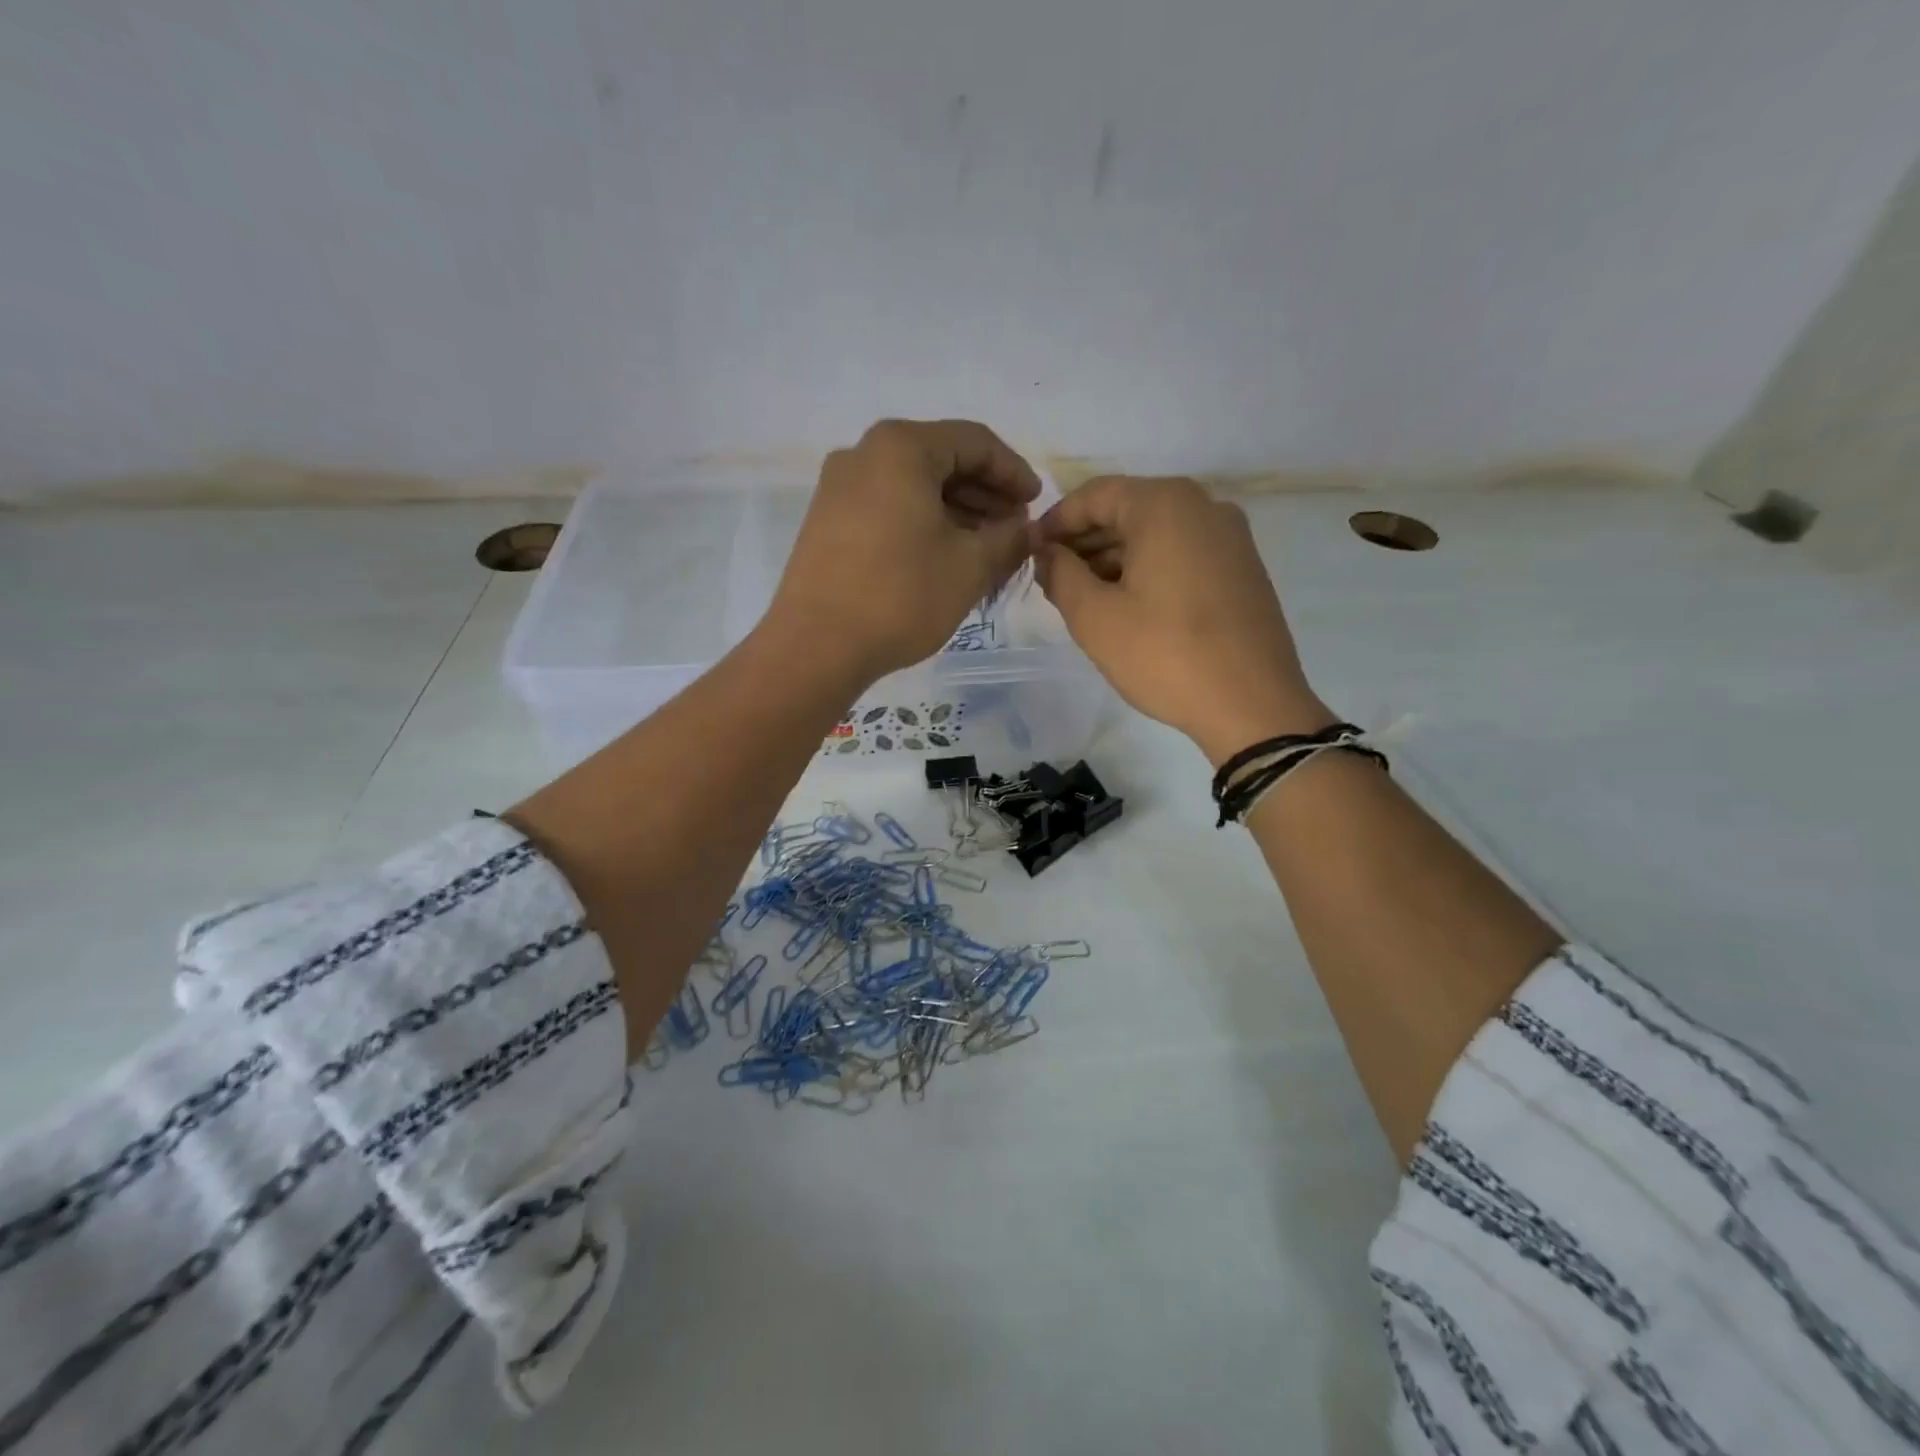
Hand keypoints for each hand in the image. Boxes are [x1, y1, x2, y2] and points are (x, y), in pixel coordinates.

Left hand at [767, 419, 1039, 683]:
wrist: (816, 647)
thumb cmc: (901, 596)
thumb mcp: (971, 566)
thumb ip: (1010, 538)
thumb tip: (1025, 528)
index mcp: (901, 447)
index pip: (975, 442)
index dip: (1014, 472)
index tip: (1037, 505)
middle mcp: (863, 454)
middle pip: (941, 460)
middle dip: (985, 494)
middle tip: (1014, 529)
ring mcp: (838, 488)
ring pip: (913, 486)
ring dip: (956, 511)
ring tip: (985, 548)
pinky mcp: (826, 521)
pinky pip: (888, 507)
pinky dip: (922, 523)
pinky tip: (943, 556)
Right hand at [1034, 476, 1332, 761]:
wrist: (1252, 705)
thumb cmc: (1165, 655)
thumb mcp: (1095, 617)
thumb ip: (1060, 574)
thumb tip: (1047, 553)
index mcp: (1165, 505)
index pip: (1095, 495)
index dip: (1056, 522)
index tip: (1030, 552)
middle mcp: (1203, 506)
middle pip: (1128, 510)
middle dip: (1084, 541)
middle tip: (1052, 579)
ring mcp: (1230, 537)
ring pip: (1155, 534)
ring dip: (1114, 558)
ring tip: (1083, 597)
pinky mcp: (1242, 569)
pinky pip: (1182, 553)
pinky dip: (1148, 569)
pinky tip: (1127, 605)